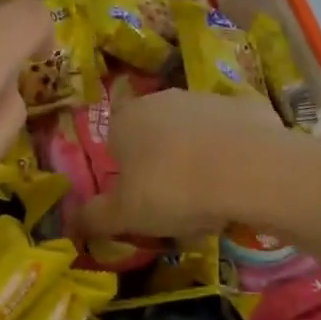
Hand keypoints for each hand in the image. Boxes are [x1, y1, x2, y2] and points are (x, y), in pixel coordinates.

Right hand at [78, 88, 287, 240]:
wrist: (251, 171)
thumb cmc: (174, 190)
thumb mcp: (126, 216)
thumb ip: (94, 218)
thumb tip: (69, 222)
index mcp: (127, 119)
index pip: (115, 142)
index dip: (126, 172)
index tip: (142, 200)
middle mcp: (163, 98)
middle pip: (156, 133)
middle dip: (163, 162)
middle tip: (177, 202)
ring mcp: (207, 97)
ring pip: (195, 130)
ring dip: (199, 155)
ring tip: (215, 196)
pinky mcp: (247, 105)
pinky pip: (233, 131)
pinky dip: (236, 150)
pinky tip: (245, 178)